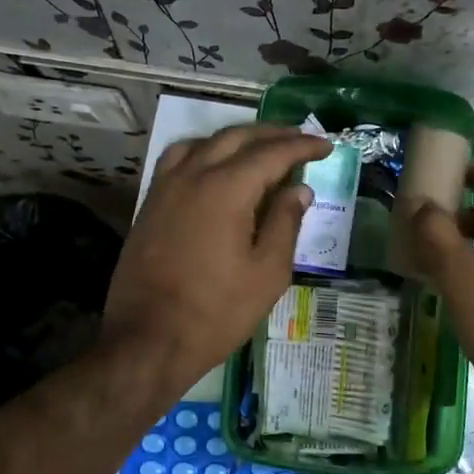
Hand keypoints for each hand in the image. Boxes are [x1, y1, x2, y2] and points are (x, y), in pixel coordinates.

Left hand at [102, 123, 330, 396]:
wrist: (148, 339)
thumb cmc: (216, 311)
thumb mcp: (267, 273)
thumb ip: (285, 224)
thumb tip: (299, 190)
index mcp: (227, 189)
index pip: (272, 153)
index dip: (302, 146)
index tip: (326, 145)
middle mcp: (194, 175)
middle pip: (236, 138)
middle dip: (272, 134)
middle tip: (299, 138)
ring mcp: (166, 187)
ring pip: (204, 142)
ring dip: (236, 138)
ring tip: (259, 147)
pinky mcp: (150, 203)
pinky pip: (179, 158)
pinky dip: (204, 151)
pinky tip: (214, 166)